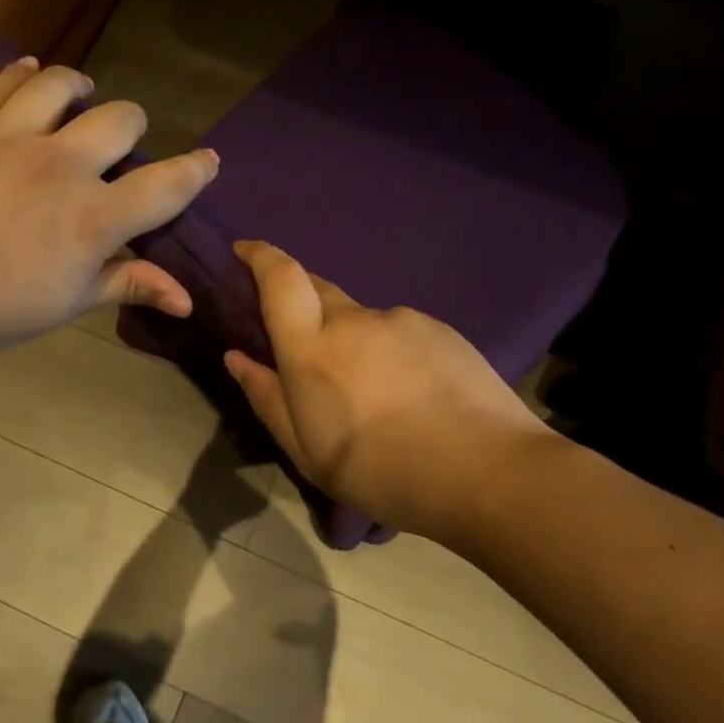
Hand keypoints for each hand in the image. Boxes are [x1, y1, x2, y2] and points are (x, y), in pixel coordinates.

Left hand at [0, 58, 217, 360]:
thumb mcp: (61, 306)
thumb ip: (126, 285)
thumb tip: (187, 298)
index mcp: (93, 220)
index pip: (167, 185)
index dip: (195, 170)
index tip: (207, 161)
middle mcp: (61, 165)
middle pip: (123, 118)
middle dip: (133, 128)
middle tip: (117, 145)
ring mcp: (10, 134)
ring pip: (64, 83)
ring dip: (81, 89)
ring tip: (77, 97)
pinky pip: (5, 80)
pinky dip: (25, 74)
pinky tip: (29, 76)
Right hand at [223, 241, 548, 545]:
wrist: (486, 472)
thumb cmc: (382, 472)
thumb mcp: (308, 452)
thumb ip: (268, 398)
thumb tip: (237, 357)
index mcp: (313, 349)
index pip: (280, 278)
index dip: (259, 255)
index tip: (244, 250)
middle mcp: (354, 321)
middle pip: (318, 289)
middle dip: (302, 304)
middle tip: (307, 348)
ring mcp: (402, 321)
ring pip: (363, 319)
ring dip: (354, 340)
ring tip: (372, 393)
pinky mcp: (440, 330)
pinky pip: (400, 332)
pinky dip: (391, 351)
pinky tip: (412, 393)